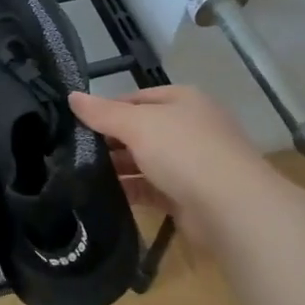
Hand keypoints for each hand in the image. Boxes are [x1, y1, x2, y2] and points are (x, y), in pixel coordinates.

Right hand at [69, 86, 262, 241]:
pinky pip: (151, 188)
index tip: (75, 122)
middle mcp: (189, 127)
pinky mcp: (188, 195)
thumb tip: (72, 96)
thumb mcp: (138, 124)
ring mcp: (191, 163)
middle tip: (72, 151)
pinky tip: (101, 196)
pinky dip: (129, 190)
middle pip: (140, 129)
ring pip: (145, 161)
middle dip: (109, 140)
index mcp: (183, 100)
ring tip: (79, 174)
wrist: (232, 208)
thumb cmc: (184, 151)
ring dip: (117, 167)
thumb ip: (103, 112)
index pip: (136, 98)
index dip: (106, 108)